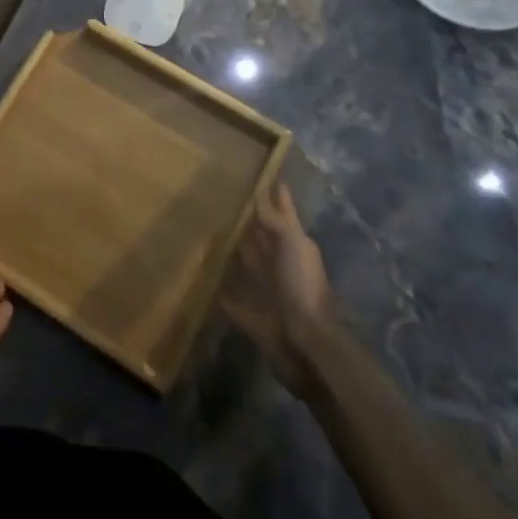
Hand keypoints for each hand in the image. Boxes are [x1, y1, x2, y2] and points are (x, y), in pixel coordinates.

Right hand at [221, 181, 340, 394]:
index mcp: (295, 246)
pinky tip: (210, 284)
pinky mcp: (256, 316)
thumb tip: (257, 196)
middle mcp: (284, 265)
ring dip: (239, 253)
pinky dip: (226, 294)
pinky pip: (237, 302)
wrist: (307, 343)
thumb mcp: (292, 244)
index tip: (267, 176)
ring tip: (215, 234)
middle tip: (230, 200)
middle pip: (266, 238)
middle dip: (254, 222)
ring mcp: (271, 291)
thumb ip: (275, 221)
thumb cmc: (302, 286)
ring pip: (252, 265)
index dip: (279, 197)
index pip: (285, 213)